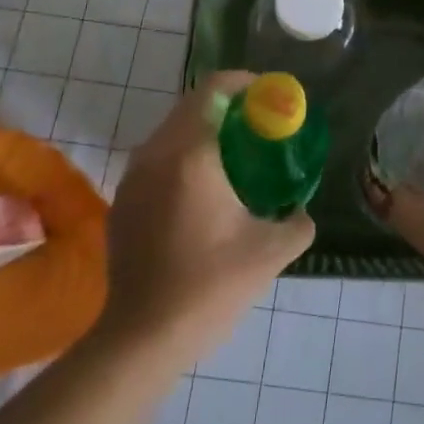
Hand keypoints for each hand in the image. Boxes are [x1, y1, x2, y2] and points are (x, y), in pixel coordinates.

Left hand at [97, 73, 312, 363]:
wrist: (141, 340)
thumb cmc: (209, 287)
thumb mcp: (271, 252)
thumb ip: (297, 222)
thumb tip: (301, 210)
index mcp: (190, 154)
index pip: (215, 89)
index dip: (245, 83)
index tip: (270, 96)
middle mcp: (156, 154)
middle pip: (192, 105)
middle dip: (228, 106)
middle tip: (259, 125)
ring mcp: (133, 178)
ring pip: (172, 131)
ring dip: (203, 130)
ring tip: (235, 156)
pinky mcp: (123, 202)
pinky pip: (157, 159)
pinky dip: (183, 156)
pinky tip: (203, 191)